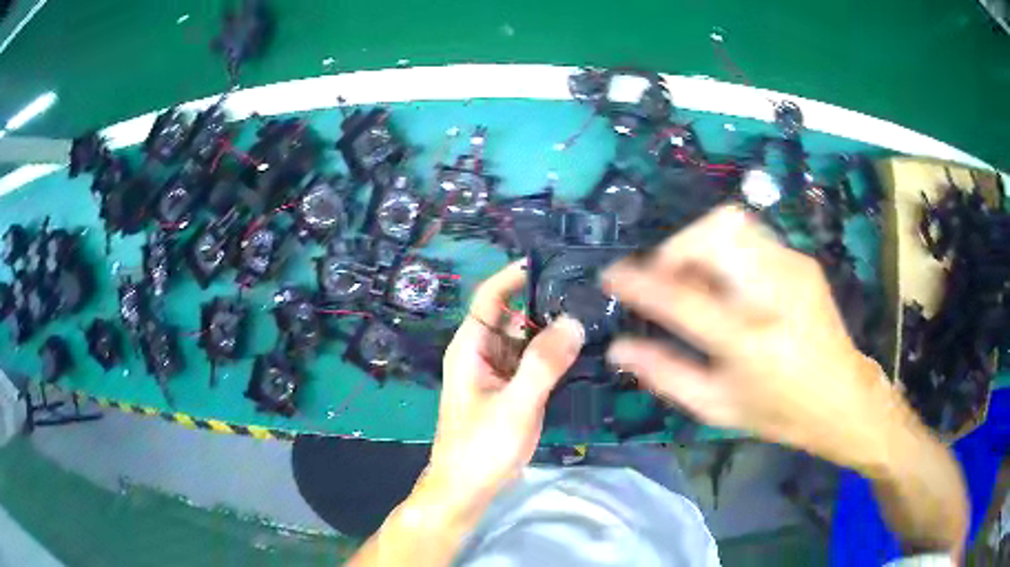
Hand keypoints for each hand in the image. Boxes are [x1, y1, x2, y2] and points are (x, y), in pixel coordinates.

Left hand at [420, 261, 584, 521]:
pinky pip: (536, 362)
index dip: (516, 274)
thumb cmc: (480, 447)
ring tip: (595, 313)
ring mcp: (501, 372)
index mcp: (471, 347)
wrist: (468, 489)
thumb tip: (573, 320)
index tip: (554, 260)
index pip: (491, 296)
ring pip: (528, 339)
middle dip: (546, 302)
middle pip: (515, 315)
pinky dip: (555, 354)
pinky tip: (584, 349)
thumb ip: (543, 364)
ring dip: (554, 329)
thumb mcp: (514, 405)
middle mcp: (485, 353)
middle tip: (590, 290)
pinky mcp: (514, 390)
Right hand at [603, 205, 899, 469]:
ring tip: (696, 281)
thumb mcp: (718, 408)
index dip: (640, 283)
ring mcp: (794, 269)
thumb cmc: (779, 413)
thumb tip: (619, 349)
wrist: (843, 397)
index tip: (613, 276)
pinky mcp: (802, 261)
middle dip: (677, 248)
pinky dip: (726, 251)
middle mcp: (775, 294)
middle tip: (666, 280)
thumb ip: (665, 375)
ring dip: (701, 245)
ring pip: (732, 223)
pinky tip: (730, 285)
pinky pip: (752, 237)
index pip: (682, 299)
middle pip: (714, 233)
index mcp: (751, 343)